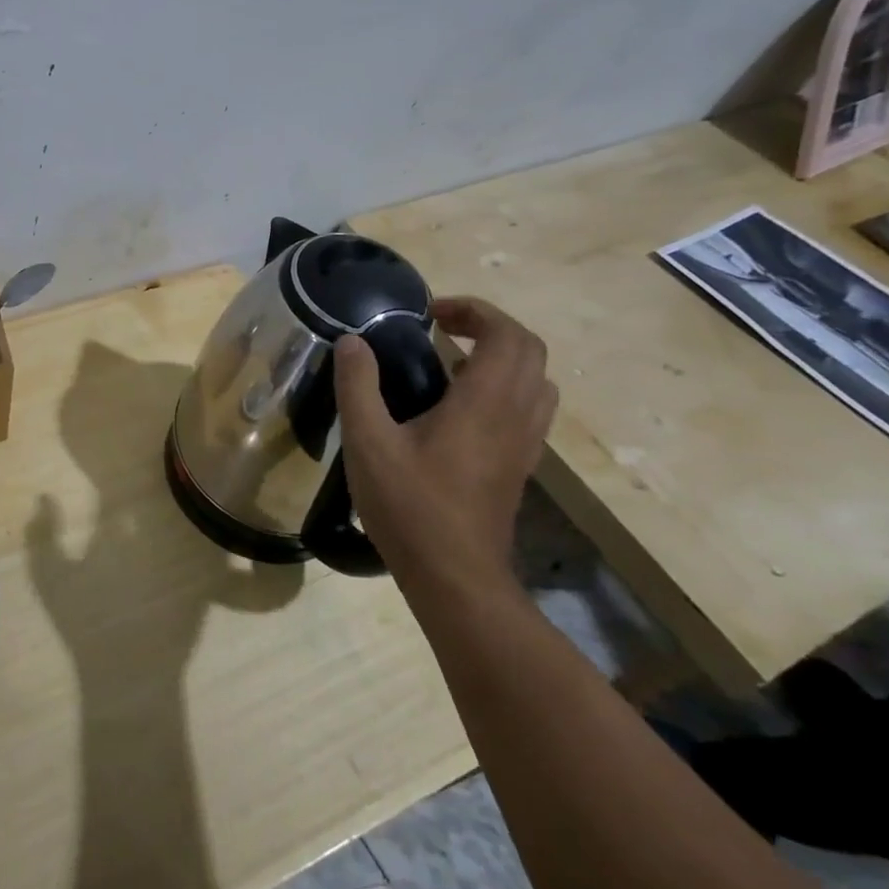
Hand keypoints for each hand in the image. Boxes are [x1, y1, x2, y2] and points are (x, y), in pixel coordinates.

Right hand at [334, 296, 557, 595]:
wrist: (456, 578)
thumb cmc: (410, 507)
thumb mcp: (368, 442)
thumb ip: (358, 385)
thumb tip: (352, 341)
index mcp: (485, 403)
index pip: (507, 334)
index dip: (474, 310)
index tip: (430, 313)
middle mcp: (516, 416)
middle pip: (530, 350)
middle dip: (489, 326)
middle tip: (441, 328)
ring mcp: (524, 444)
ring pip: (536, 380)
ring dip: (501, 356)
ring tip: (450, 362)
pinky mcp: (520, 466)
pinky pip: (529, 408)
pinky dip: (503, 387)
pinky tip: (457, 406)